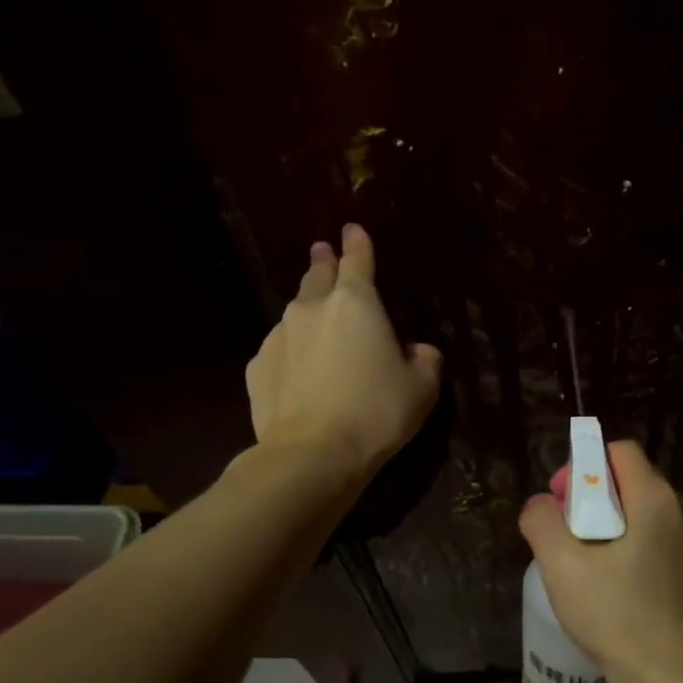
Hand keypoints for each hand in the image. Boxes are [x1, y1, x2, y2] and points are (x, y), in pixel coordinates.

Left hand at [245, 225, 442, 478]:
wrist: (312, 454)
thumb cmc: (376, 412)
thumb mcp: (422, 388)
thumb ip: (425, 360)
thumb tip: (417, 351)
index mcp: (356, 303)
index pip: (358, 260)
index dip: (358, 243)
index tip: (353, 229)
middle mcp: (312, 308)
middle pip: (318, 276)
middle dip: (325, 262)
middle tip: (325, 253)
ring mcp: (279, 336)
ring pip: (296, 312)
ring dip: (309, 310)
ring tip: (317, 321)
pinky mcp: (257, 367)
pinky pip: (280, 349)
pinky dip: (292, 350)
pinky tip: (299, 370)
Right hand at [517, 441, 682, 682]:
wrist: (668, 675)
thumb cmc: (615, 613)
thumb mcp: (562, 564)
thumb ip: (541, 521)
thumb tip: (539, 505)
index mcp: (655, 498)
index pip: (618, 451)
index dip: (583, 465)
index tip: (562, 501)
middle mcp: (680, 510)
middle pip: (628, 479)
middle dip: (591, 497)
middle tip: (565, 534)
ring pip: (638, 510)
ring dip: (606, 524)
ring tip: (582, 561)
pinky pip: (650, 536)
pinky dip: (625, 544)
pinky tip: (606, 581)